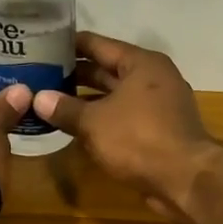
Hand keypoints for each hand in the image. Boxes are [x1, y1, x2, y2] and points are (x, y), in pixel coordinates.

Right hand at [33, 33, 222, 217]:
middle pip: (107, 70)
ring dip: (86, 100)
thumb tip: (37, 98)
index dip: (69, 44)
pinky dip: (102, 120)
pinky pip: (123, 118)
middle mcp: (153, 78)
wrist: (185, 180)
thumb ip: (65, 108)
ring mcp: (159, 106)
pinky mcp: (159, 132)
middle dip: (75, 74)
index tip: (42, 44)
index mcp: (141, 63)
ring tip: (51, 101)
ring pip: (115, 96)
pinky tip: (76, 127)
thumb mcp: (94, 122)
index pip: (98, 44)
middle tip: (39, 75)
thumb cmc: (138, 139)